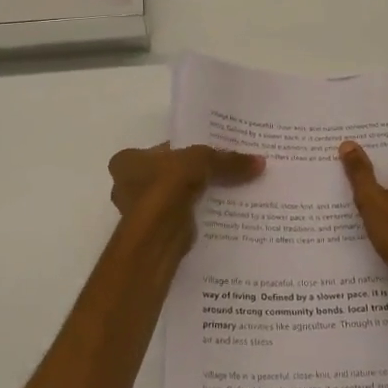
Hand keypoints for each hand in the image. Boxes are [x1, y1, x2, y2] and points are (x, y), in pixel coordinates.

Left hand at [108, 143, 263, 256]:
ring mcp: (140, 213)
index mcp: (127, 161)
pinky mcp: (156, 234)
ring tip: (228, 191)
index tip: (211, 152)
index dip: (186, 149)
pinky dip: (197, 216)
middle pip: (169, 174)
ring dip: (196, 197)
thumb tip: (260, 162)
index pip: (162, 149)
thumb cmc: (166, 187)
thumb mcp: (202, 161)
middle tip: (223, 171)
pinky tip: (220, 213)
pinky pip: (181, 218)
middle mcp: (127, 186)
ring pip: (176, 198)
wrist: (157, 237)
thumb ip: (227, 161)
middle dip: (193, 175)